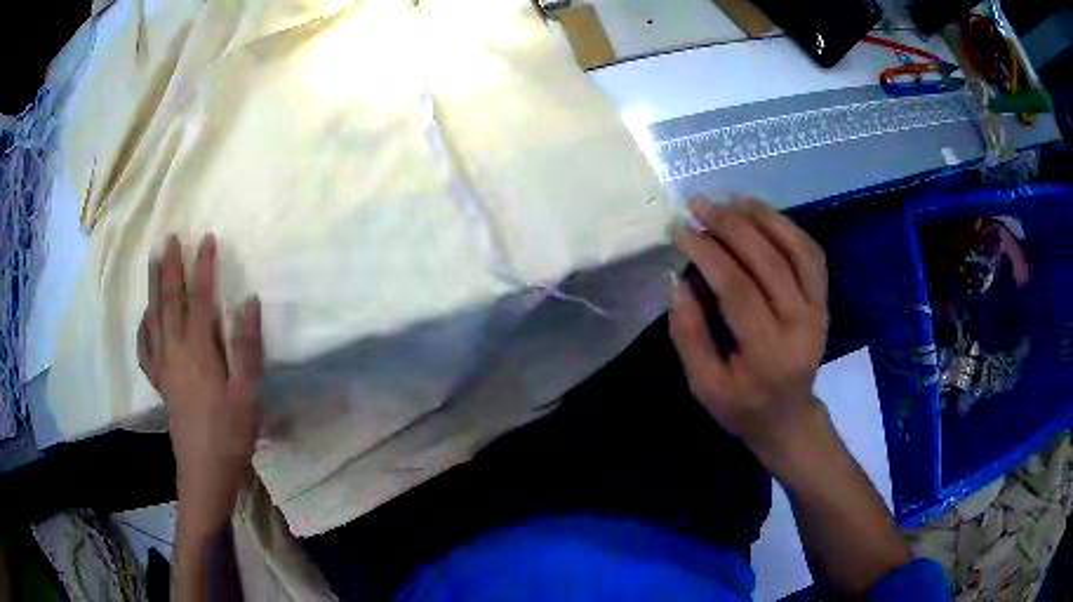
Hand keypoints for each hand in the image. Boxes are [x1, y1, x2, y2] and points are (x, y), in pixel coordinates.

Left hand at [138, 235, 263, 537]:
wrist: (206, 472)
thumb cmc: (231, 433)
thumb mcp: (248, 393)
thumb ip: (246, 346)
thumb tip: (247, 301)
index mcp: (198, 351)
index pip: (200, 299)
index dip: (203, 267)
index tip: (207, 239)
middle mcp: (175, 351)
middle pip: (169, 301)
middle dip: (170, 267)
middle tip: (169, 238)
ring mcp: (164, 367)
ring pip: (154, 318)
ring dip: (153, 287)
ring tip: (152, 261)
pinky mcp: (161, 383)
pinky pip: (146, 348)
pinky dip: (143, 327)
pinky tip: (145, 317)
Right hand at [670, 197, 828, 462]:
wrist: (789, 418)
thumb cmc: (742, 407)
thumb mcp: (704, 385)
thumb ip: (689, 335)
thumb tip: (679, 281)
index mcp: (768, 354)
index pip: (738, 289)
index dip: (708, 254)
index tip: (680, 230)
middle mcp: (801, 325)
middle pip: (769, 260)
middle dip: (731, 225)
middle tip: (699, 205)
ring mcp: (819, 309)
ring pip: (796, 249)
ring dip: (762, 217)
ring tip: (729, 199)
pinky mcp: (824, 300)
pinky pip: (810, 253)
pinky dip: (787, 227)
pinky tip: (762, 215)